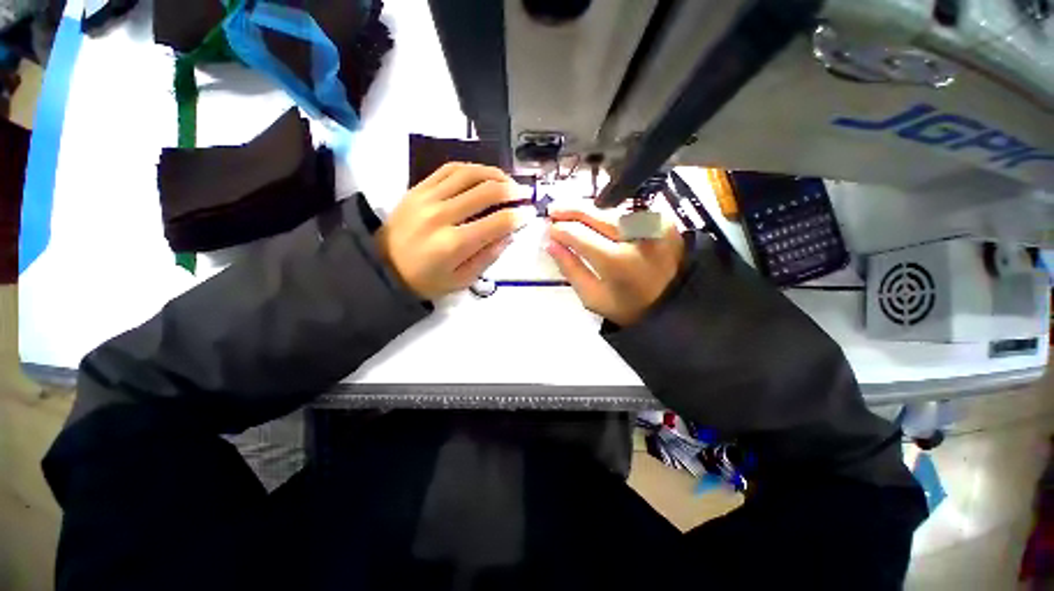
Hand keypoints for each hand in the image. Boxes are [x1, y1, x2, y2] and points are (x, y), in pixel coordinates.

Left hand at [377, 163, 526, 299]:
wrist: (384, 268)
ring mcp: (427, 197)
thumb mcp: (462, 280)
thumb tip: (509, 235)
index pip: (497, 222)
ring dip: (494, 174)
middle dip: (512, 191)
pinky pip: (449, 169)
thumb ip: (488, 257)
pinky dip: (471, 168)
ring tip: (507, 181)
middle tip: (523, 195)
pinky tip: (482, 174)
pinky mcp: (418, 188)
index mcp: (454, 244)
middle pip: (486, 192)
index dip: (518, 217)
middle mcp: (441, 215)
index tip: (529, 215)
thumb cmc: (426, 280)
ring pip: (469, 174)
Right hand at [546, 209, 683, 325]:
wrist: (674, 306)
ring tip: (573, 215)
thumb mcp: (593, 297)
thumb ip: (570, 268)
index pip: (579, 234)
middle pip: (595, 214)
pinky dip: (610, 215)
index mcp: (617, 260)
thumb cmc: (629, 308)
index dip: (560, 230)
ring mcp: (653, 225)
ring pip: (611, 210)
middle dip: (571, 209)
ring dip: (589, 211)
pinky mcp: (663, 221)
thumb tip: (550, 243)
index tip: (548, 230)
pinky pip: (628, 213)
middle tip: (553, 210)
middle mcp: (637, 236)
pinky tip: (599, 221)